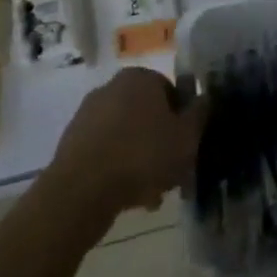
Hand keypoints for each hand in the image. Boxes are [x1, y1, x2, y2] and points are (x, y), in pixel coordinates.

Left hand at [49, 69, 206, 219]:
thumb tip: (204, 98)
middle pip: (148, 116)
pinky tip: (128, 198)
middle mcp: (112, 88)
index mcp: (140, 78)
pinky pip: (106, 152)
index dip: (183, 121)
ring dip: (141, 160)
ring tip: (151, 195)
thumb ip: (199, 114)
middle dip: (161, 143)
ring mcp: (88, 114)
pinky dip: (118, 169)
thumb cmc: (142, 156)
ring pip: (127, 136)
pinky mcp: (71, 142)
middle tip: (172, 174)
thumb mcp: (186, 137)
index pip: (171, 92)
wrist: (81, 191)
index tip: (187, 147)